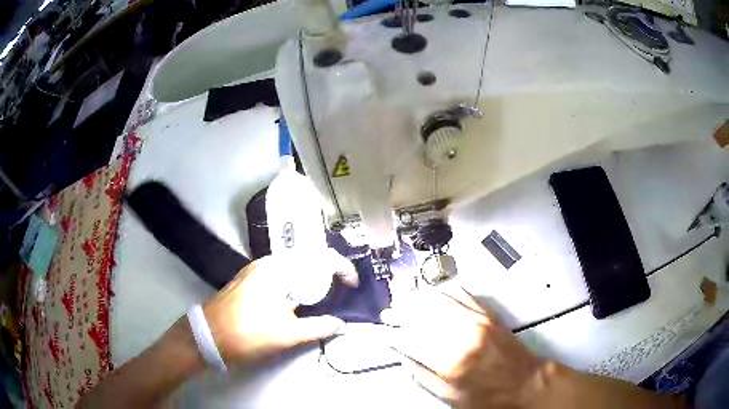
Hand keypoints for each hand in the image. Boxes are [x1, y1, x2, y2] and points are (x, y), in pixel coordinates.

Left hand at [202, 250, 357, 364]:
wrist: (208, 335)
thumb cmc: (248, 334)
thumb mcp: (287, 336)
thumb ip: (318, 328)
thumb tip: (342, 325)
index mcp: (280, 271)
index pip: (319, 258)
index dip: (341, 268)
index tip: (352, 284)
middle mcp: (268, 263)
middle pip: (307, 258)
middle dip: (326, 272)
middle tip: (337, 292)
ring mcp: (256, 269)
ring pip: (292, 265)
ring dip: (310, 277)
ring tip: (319, 297)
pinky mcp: (248, 278)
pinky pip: (279, 272)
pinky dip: (294, 281)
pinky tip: (294, 299)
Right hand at [381, 286, 545, 407]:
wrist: (525, 382)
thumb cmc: (488, 397)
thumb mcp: (451, 397)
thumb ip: (424, 377)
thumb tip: (404, 359)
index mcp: (449, 361)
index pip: (412, 340)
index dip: (393, 334)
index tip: (383, 332)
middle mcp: (461, 336)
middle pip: (423, 316)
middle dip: (401, 312)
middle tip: (387, 312)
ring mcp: (476, 321)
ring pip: (440, 301)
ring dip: (418, 298)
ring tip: (403, 299)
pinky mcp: (488, 315)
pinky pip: (463, 295)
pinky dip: (445, 290)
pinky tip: (434, 290)